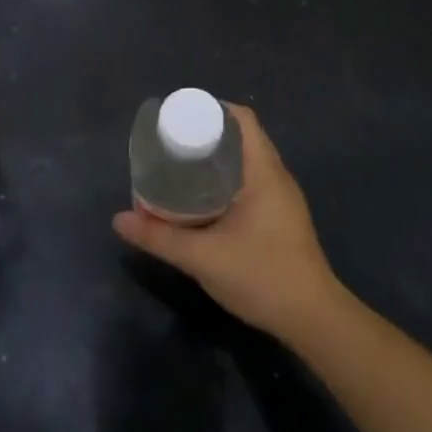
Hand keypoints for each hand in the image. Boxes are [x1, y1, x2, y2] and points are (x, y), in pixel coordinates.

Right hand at [112, 103, 344, 341]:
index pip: (243, 120)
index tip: (179, 118)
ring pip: (246, 163)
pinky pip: (250, 183)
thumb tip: (119, 220)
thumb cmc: (262, 276)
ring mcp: (282, 200)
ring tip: (180, 166)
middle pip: (242, 138)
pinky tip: (202, 198)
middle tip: (171, 143)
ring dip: (216, 159)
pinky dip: (225, 180)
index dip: (212, 110)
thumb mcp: (202, 257)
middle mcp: (276, 178)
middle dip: (206, 135)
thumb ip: (159, 236)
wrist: (313, 321)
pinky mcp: (280, 219)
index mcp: (264, 172)